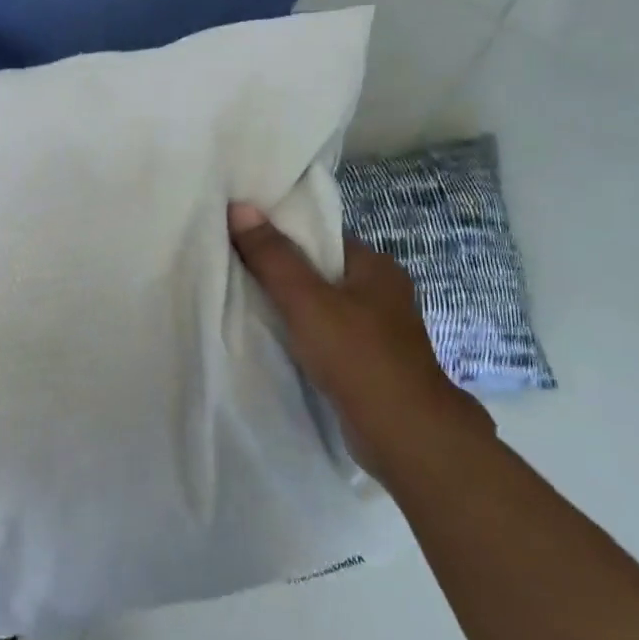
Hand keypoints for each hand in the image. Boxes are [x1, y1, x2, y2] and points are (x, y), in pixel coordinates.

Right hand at [228, 202, 490, 481]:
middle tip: (234, 273)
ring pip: (324, 308)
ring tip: (246, 306)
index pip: (321, 238)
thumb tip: (240, 206)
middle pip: (320, 272)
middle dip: (282, 274)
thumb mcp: (306, 300)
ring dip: (292, 309)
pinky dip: (303, 337)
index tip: (242, 240)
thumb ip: (272, 256)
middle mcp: (383, 294)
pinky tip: (276, 342)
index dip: (282, 236)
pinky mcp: (370, 364)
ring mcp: (379, 332)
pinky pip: (327, 337)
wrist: (404, 433)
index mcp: (376, 267)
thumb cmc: (357, 355)